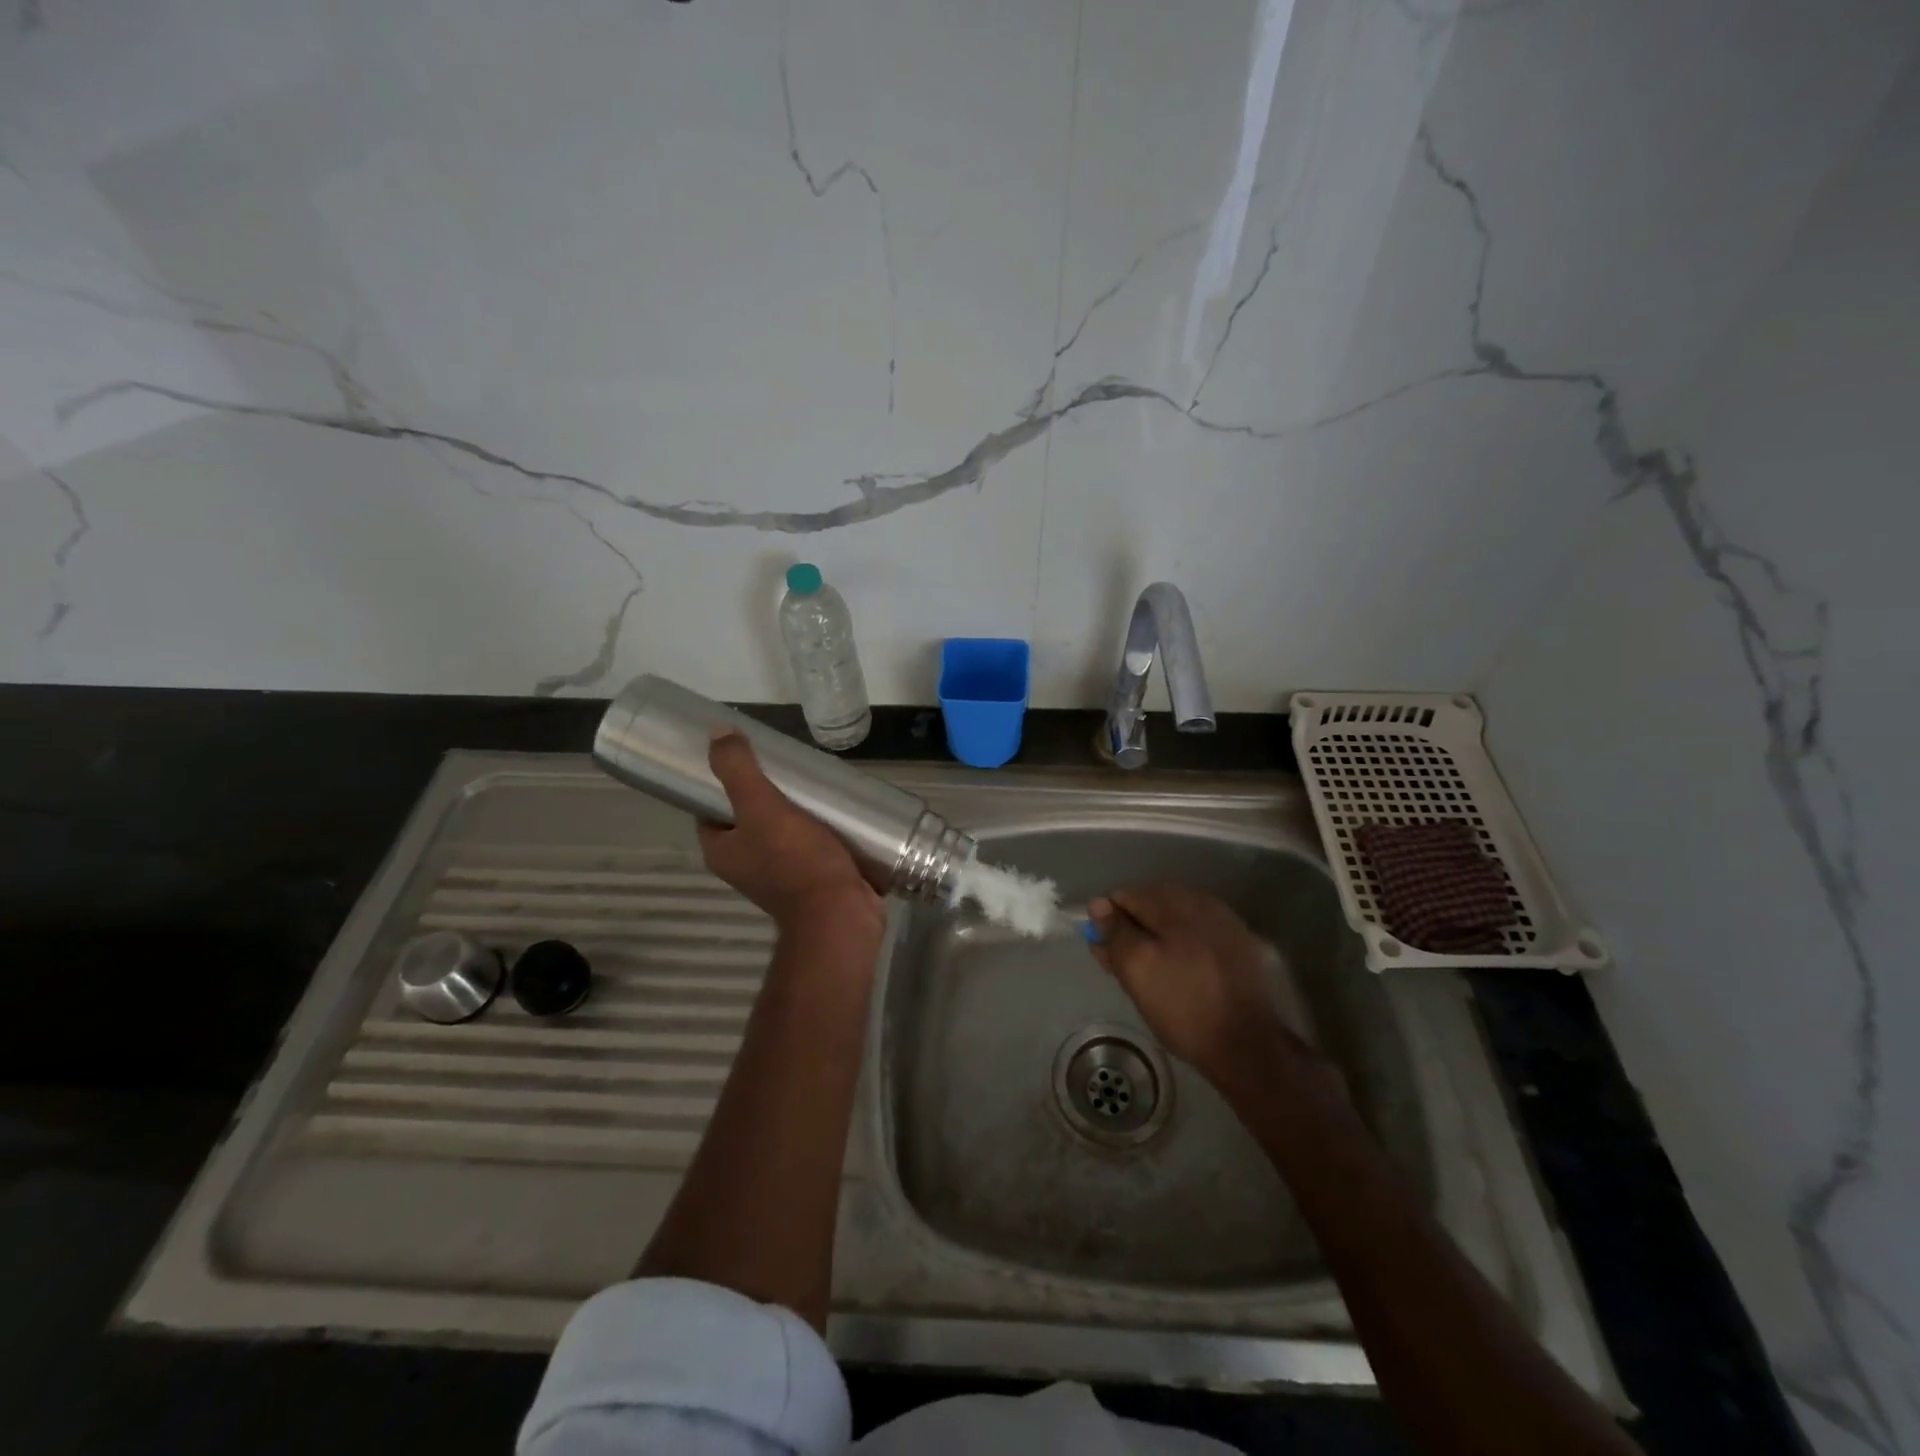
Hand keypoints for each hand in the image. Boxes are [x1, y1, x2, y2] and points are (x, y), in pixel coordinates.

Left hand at [696, 733, 884, 937]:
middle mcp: (746, 864)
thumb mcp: (761, 807)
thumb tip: (716, 732)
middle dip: (768, 790)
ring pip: (784, 828)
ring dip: (798, 807)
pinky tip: (837, 805)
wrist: (841, 914)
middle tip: (788, 763)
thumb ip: (737, 770)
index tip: (744, 754)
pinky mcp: (814, 876)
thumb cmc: (796, 861)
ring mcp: (781, 873)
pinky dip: (820, 825)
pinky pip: (811, 842)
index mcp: (723, 851)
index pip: (710, 808)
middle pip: (750, 816)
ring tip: (815, 779)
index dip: (721, 780)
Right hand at [1089, 884, 1310, 1087]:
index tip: (1105, 954)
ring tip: (1151, 976)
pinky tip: (1181, 974)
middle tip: (1123, 969)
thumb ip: (1115, 932)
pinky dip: (1182, 948)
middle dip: (1133, 931)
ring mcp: (1226, 924)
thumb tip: (1098, 903)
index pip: (1126, 896)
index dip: (1109, 923)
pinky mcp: (1241, 947)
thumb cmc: (1184, 1006)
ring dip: (1156, 940)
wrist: (1249, 1046)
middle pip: (1152, 906)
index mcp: (1176, 903)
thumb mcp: (1137, 969)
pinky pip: (1198, 936)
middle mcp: (1203, 903)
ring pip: (1175, 922)